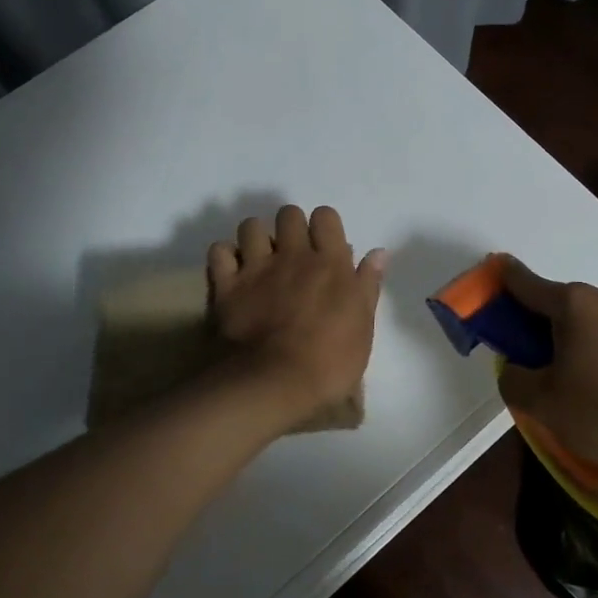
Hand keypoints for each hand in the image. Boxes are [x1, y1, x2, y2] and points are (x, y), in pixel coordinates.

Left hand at [207, 205, 386, 418]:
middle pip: (288, 214)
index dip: (324, 227)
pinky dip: (225, 257)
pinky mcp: (226, 285)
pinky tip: (232, 271)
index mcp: (330, 264)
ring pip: (252, 226)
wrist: (272, 384)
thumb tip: (378, 253)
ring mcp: (256, 267)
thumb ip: (367, 286)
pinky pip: (219, 251)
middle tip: (293, 254)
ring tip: (260, 259)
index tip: (324, 247)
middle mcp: (293, 255)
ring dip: (256, 238)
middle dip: (290, 227)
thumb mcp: (362, 329)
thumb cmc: (328, 364)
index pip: (326, 216)